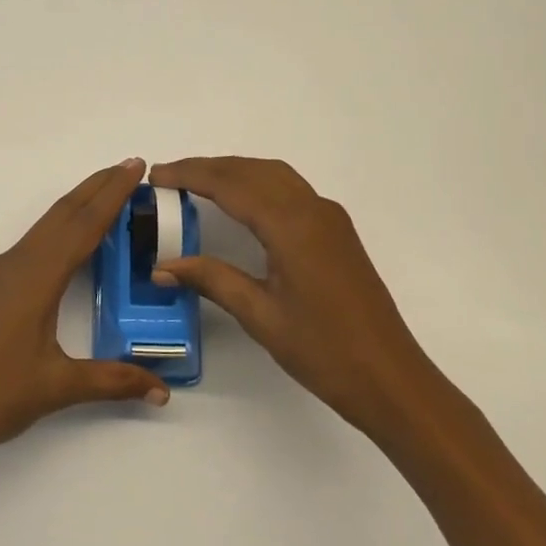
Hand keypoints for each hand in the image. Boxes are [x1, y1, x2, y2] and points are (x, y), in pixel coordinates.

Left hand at [0, 159, 169, 474]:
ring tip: (105, 195)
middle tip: (129, 167)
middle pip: (62, 215)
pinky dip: (57, 230)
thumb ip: (112, 381)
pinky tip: (65, 244)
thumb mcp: (57, 387)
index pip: (83, 225)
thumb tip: (161, 391)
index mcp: (36, 278)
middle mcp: (16, 265)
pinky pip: (31, 245)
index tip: (136, 166)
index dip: (112, 194)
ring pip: (44, 228)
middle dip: (96, 187)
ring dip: (76, 207)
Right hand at [150, 156, 443, 441]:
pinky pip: (290, 189)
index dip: (189, 175)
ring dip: (234, 171)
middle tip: (167, 177)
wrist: (391, 378)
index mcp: (291, 226)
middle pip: (252, 170)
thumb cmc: (323, 351)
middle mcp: (312, 209)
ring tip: (196, 183)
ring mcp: (329, 218)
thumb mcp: (260, 315)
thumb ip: (211, 280)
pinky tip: (241, 202)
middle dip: (207, 167)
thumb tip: (161, 267)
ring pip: (274, 175)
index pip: (230, 185)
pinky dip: (257, 183)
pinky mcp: (337, 231)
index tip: (155, 175)